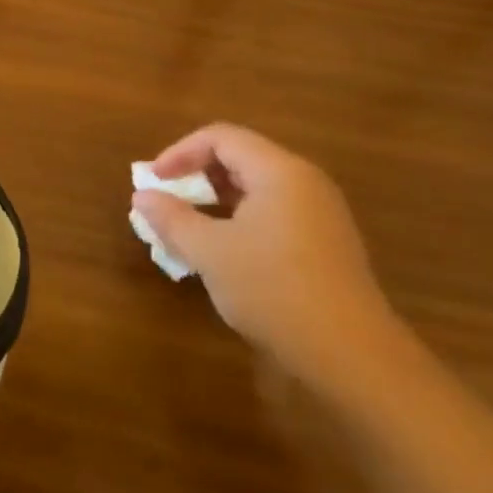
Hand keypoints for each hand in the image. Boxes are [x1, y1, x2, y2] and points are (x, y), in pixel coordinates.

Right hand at [131, 123, 404, 387]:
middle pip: (240, 158)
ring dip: (215, 200)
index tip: (153, 181)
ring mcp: (320, 214)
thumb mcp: (210, 252)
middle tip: (167, 202)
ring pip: (256, 188)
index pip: (221, 138)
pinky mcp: (325, 244)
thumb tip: (142, 197)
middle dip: (196, 175)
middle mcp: (305, 183)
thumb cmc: (273, 289)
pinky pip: (273, 213)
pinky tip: (223, 253)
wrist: (350, 354)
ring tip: (187, 228)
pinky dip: (239, 220)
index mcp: (280, 172)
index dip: (179, 152)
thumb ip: (172, 218)